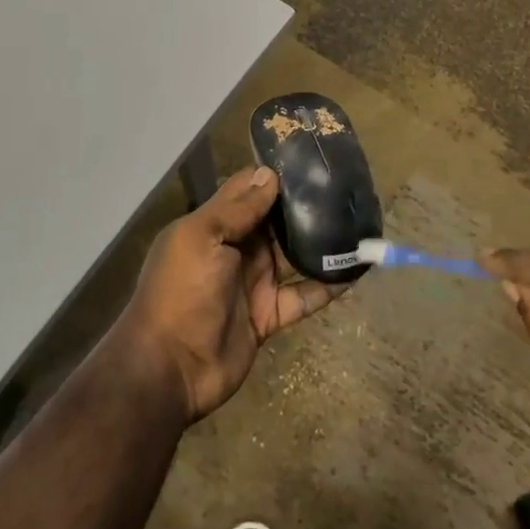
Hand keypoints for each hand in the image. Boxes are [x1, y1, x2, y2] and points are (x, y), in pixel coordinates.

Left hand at [117, 166, 336, 421]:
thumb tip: (269, 174)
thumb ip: (236, 208)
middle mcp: (235, 249)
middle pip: (275, 221)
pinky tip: (356, 270)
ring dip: (321, 243)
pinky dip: (328, 285)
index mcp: (213, 225)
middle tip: (344, 188)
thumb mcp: (202, 238)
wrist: (172, 367)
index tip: (309, 161)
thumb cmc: (181, 291)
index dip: (273, 176)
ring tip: (357, 222)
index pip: (246, 191)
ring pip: (294, 255)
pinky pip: (304, 296)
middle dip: (305, 206)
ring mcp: (254, 283)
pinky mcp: (270, 315)